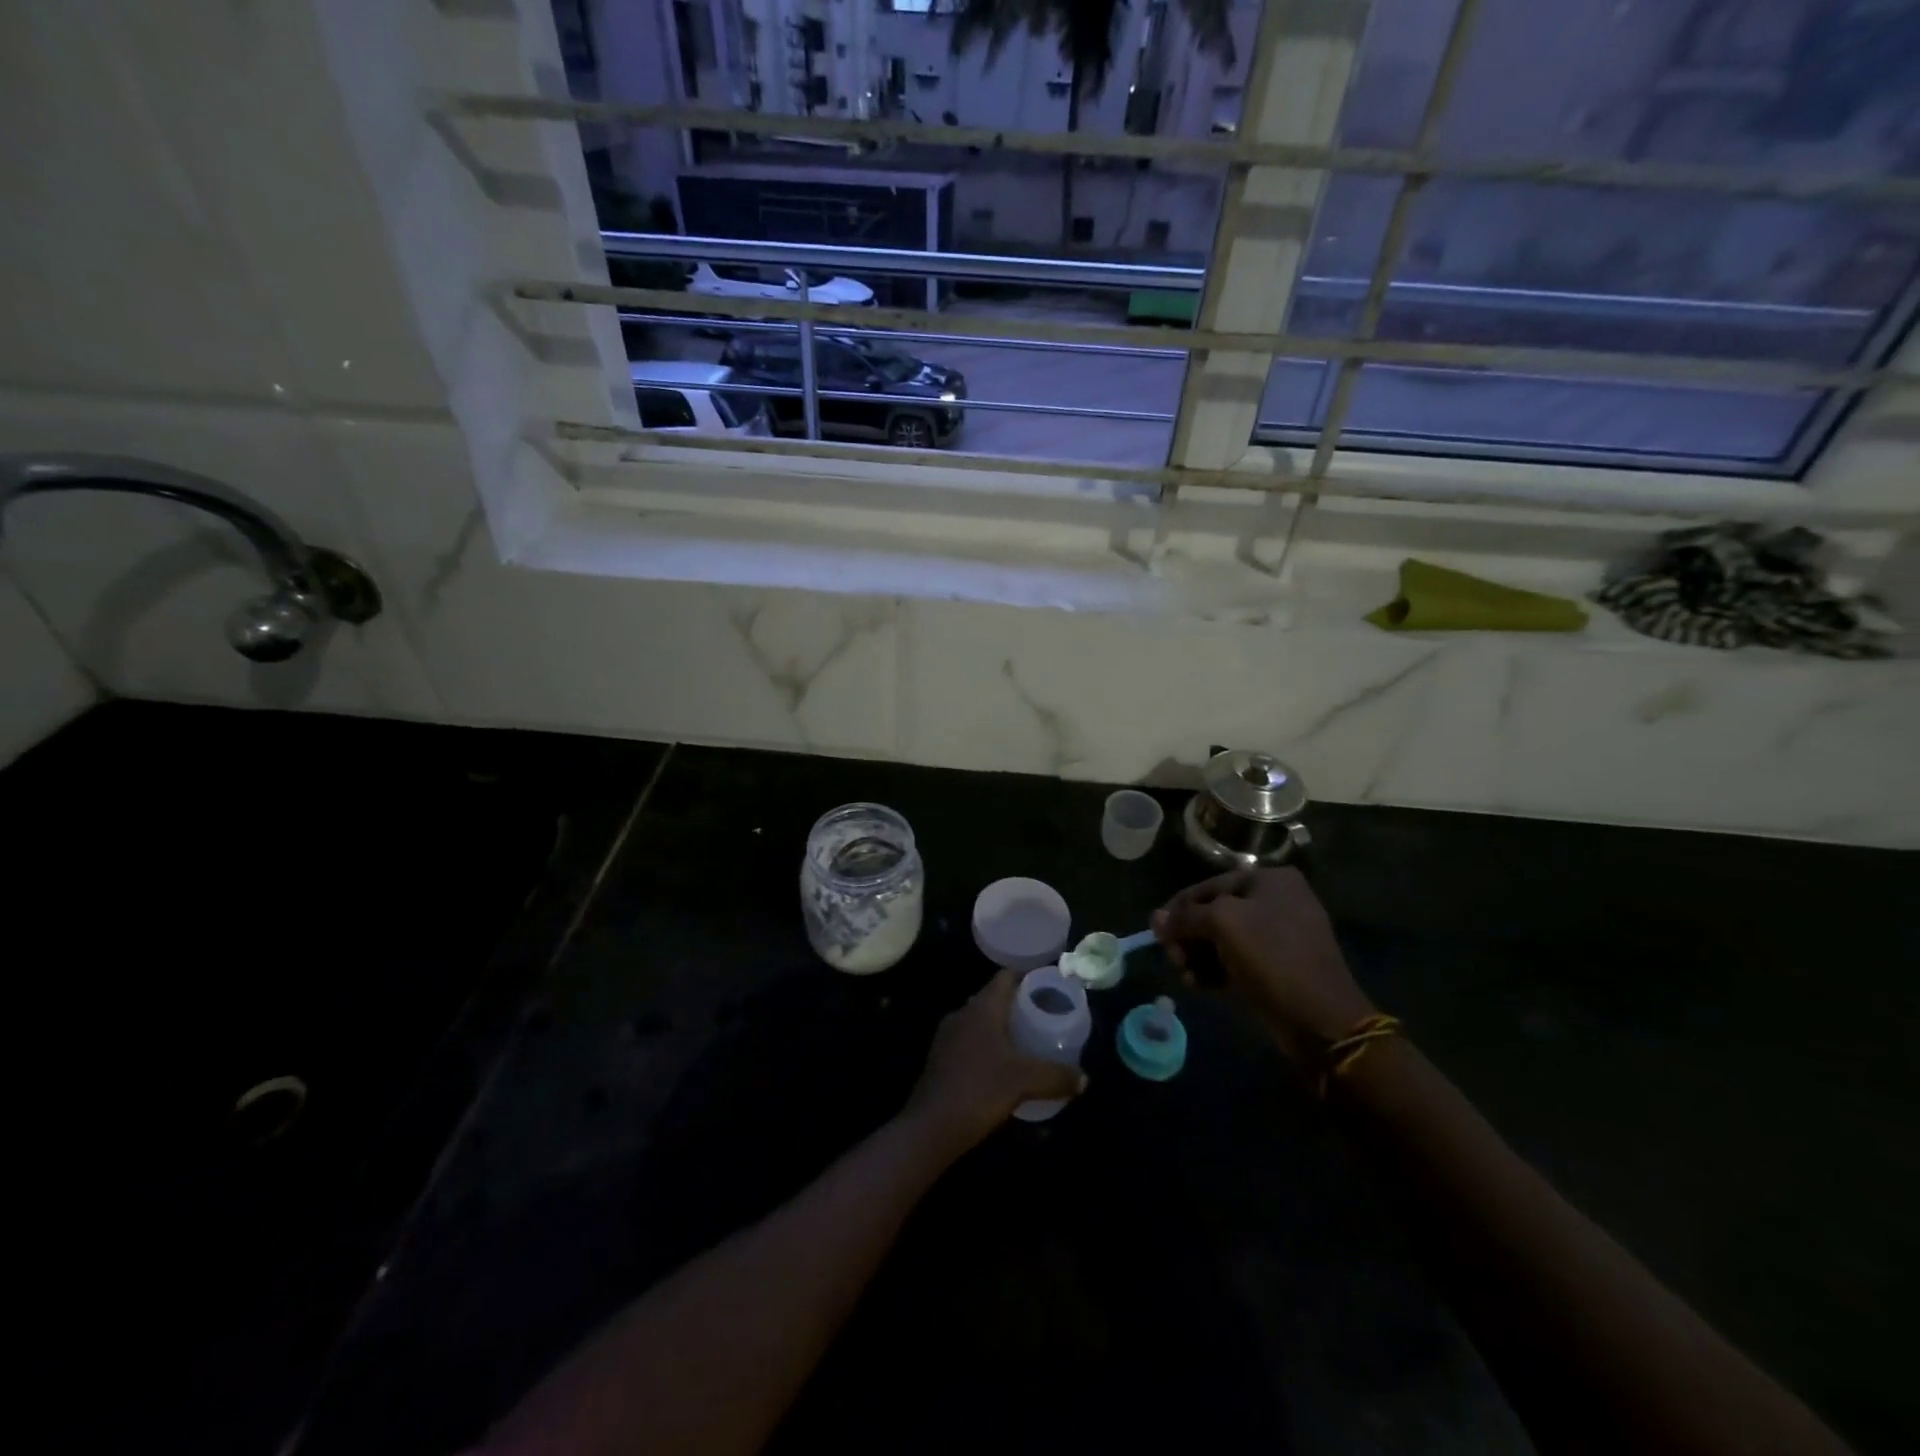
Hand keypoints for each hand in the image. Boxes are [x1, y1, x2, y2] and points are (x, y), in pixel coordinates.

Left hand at [903, 968, 1085, 1154]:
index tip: (1050, 985)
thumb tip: (1084, 1079)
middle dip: (1019, 1004)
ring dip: (1003, 1027)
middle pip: (994, 998)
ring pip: (981, 1021)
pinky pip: (971, 1041)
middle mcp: (962, 1014)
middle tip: (1046, 1016)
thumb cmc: (979, 1090)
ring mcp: (948, 1036)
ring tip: (1028, 1041)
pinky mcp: (941, 1058)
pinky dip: (989, 1045)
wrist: (930, 1127)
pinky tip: (1003, 1066)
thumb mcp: (1024, 1082)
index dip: (1028, 977)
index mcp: (982, 1008)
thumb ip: (1056, 1076)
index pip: (1006, 977)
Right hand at [1152, 868, 1374, 1067]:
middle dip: (1188, 936)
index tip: (1157, 932)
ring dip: (1197, 956)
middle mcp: (1276, 901)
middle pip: (1213, 913)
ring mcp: (1278, 936)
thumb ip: (1184, 917)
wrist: (1320, 1018)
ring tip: (1185, 975)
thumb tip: (1156, 919)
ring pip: (1221, 939)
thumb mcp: (1222, 923)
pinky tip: (1198, 984)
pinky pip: (1235, 960)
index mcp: (1270, 880)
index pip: (1208, 886)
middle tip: (1173, 958)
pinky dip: (1214, 970)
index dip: (1178, 908)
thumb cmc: (1271, 956)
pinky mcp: (1276, 967)